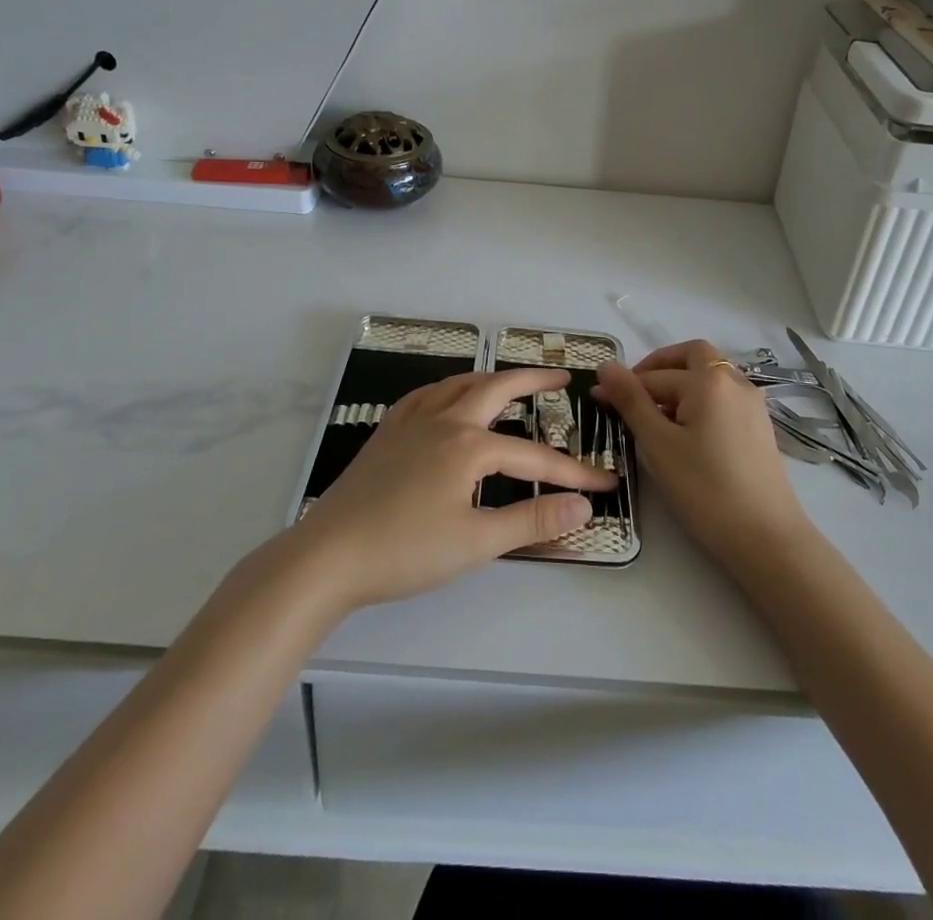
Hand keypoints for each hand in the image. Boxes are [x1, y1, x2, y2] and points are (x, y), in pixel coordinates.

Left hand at [295, 368, 616, 611]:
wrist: (329, 554)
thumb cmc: (405, 550)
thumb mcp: (476, 542)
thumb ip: (532, 520)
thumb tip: (583, 506)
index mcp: (469, 445)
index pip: (534, 457)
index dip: (573, 473)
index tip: (604, 484)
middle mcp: (444, 420)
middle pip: (497, 387)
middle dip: (533, 380)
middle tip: (560, 378)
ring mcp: (412, 421)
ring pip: (459, 384)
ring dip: (491, 379)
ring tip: (511, 383)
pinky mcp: (388, 431)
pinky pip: (426, 394)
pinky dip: (449, 388)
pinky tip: (448, 399)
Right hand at [597, 340, 808, 567]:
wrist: (767, 538)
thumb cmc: (705, 489)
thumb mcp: (659, 445)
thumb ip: (631, 401)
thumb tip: (606, 366)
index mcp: (709, 380)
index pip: (655, 375)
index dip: (624, 386)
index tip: (599, 401)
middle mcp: (735, 381)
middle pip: (692, 356)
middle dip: (660, 367)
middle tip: (634, 393)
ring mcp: (752, 403)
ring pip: (710, 375)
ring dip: (681, 383)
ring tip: (657, 417)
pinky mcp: (760, 425)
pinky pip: (724, 396)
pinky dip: (701, 399)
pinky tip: (687, 431)